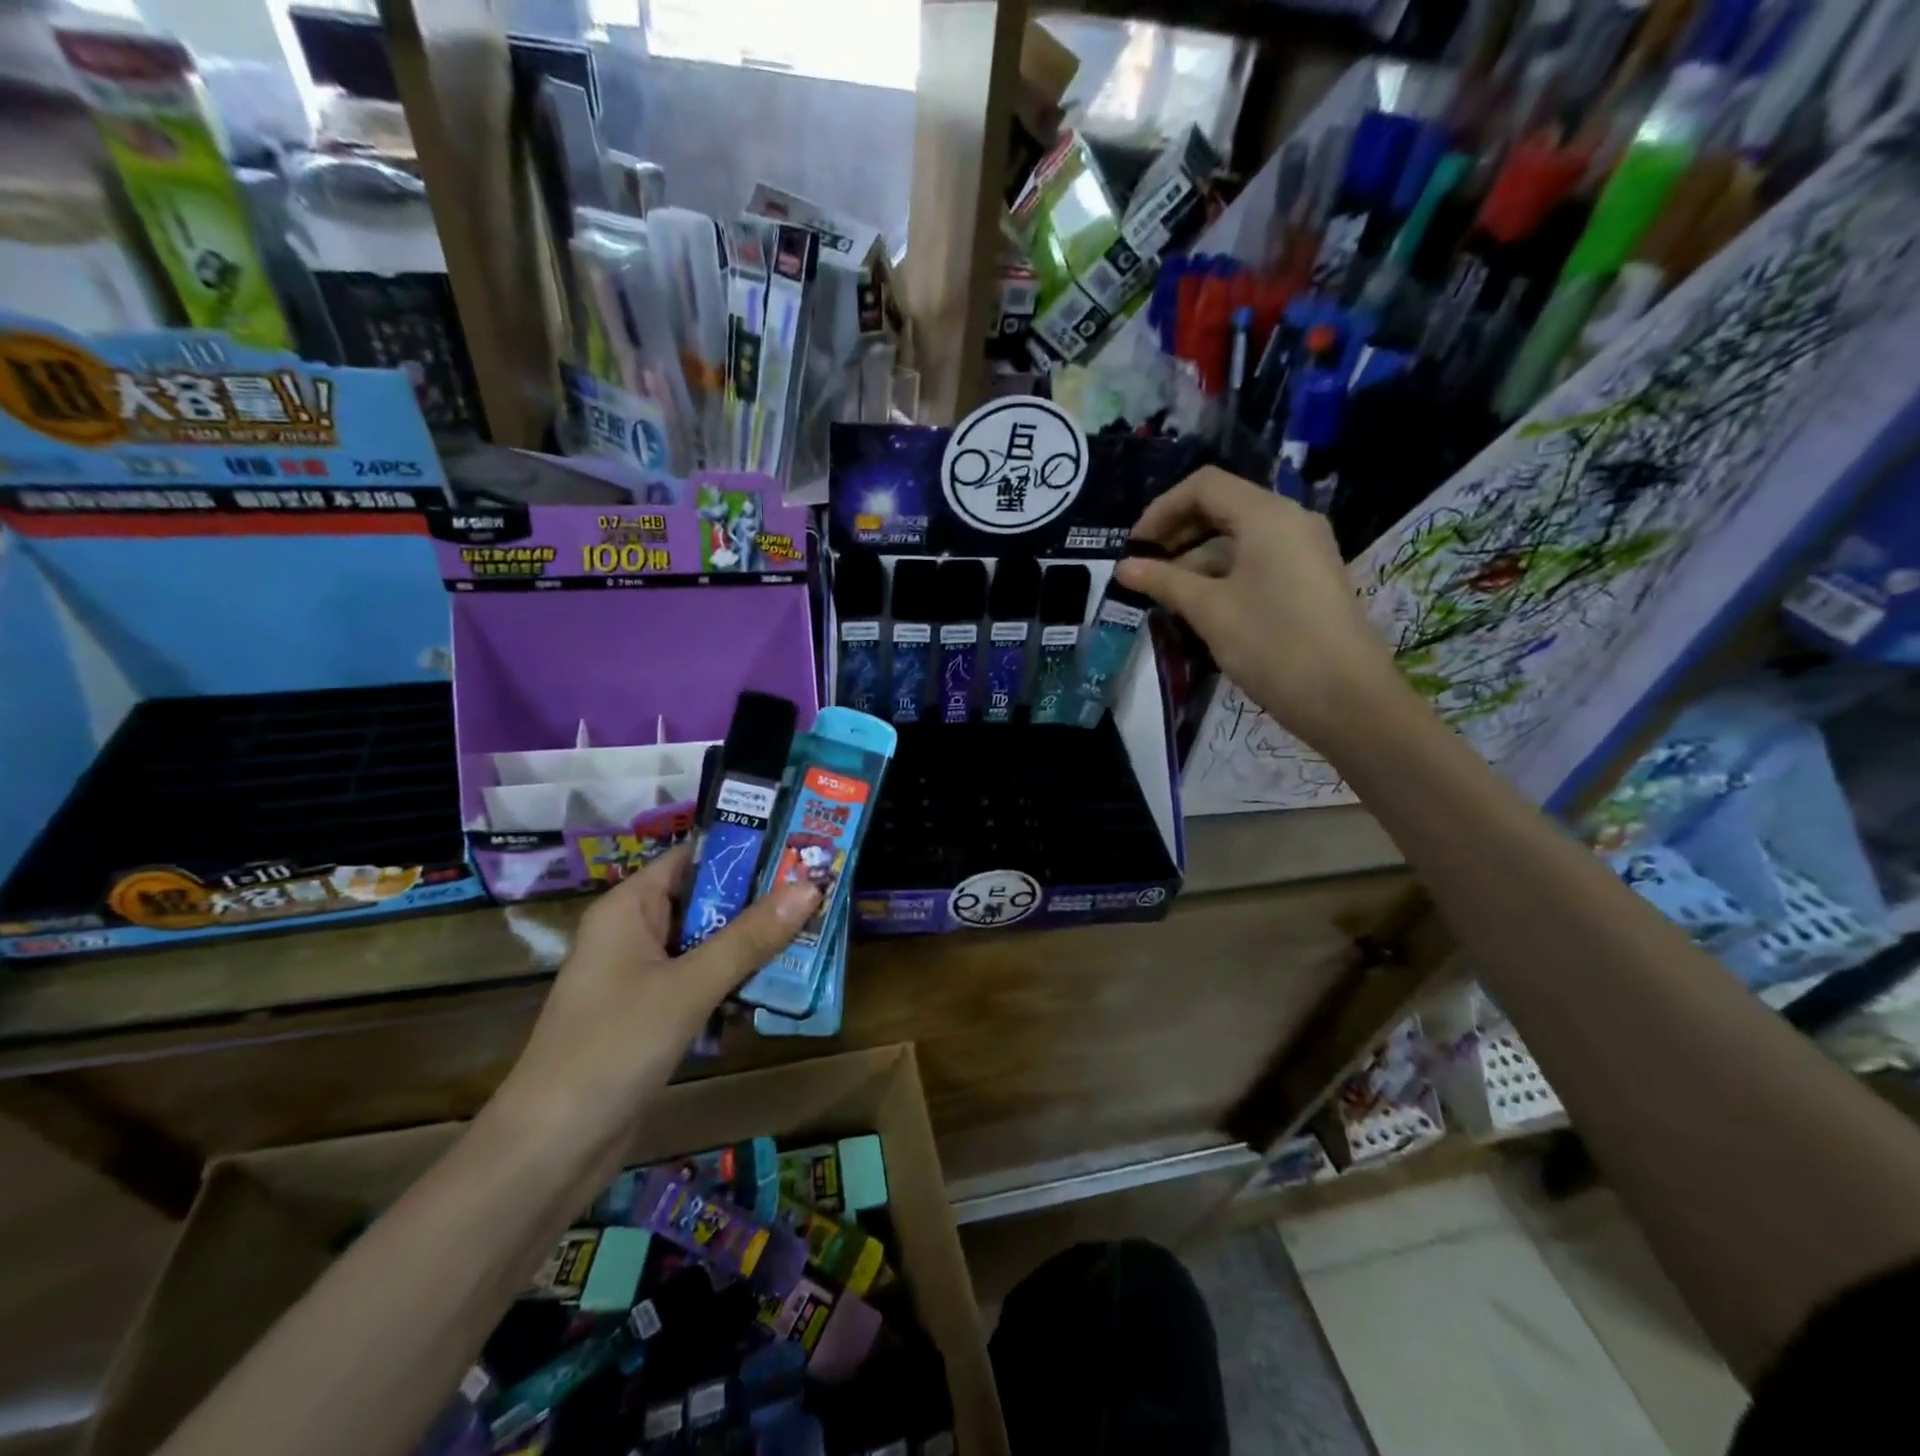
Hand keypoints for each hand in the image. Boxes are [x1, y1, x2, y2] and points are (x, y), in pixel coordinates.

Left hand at [496, 846, 817, 1144]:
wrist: (551, 1150)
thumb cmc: (614, 1047)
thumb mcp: (689, 986)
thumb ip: (750, 937)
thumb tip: (811, 887)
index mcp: (630, 907)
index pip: (694, 858)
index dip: (746, 851)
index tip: (801, 849)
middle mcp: (635, 932)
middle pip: (706, 901)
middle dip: (760, 900)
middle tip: (821, 892)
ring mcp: (642, 976)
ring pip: (708, 943)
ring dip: (753, 943)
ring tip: (814, 934)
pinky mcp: (652, 1014)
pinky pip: (702, 981)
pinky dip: (735, 980)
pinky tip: (778, 986)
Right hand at [1117, 467, 1407, 748]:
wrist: (1345, 698)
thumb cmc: (1272, 644)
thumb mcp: (1209, 610)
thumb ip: (1164, 582)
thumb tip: (1123, 567)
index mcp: (1267, 515)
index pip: (1204, 486)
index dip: (1162, 509)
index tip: (1134, 547)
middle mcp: (1290, 520)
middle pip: (1223, 508)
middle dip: (1178, 534)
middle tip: (1145, 569)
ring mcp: (1305, 550)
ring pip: (1239, 538)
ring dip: (1197, 558)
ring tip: (1165, 595)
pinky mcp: (1309, 579)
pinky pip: (1258, 560)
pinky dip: (1224, 573)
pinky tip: (1200, 605)